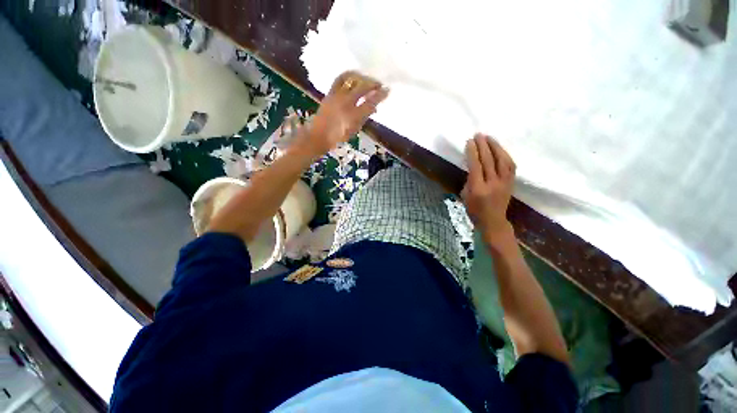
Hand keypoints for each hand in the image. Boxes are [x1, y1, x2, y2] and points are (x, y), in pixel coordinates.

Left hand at [298, 71, 388, 156]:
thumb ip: (364, 118)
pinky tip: (354, 76)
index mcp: (353, 116)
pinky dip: (349, 75)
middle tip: (379, 84)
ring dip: (362, 78)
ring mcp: (337, 96)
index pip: (370, 102)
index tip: (387, 90)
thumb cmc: (338, 136)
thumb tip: (373, 108)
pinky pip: (340, 79)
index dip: (380, 95)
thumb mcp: (354, 130)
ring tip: (367, 80)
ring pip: (352, 80)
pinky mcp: (330, 93)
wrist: (319, 135)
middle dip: (373, 84)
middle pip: (362, 88)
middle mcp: (346, 103)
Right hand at [462, 133, 516, 243]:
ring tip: (489, 137)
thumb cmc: (474, 210)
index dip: (472, 152)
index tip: (469, 142)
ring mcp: (504, 182)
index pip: (476, 166)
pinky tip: (499, 149)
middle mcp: (492, 183)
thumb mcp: (465, 195)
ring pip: (502, 160)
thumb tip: (474, 166)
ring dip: (495, 147)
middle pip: (489, 160)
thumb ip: (469, 180)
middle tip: (478, 135)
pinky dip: (504, 154)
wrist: (493, 221)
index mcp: (478, 188)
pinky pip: (510, 165)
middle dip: (483, 145)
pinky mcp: (511, 182)